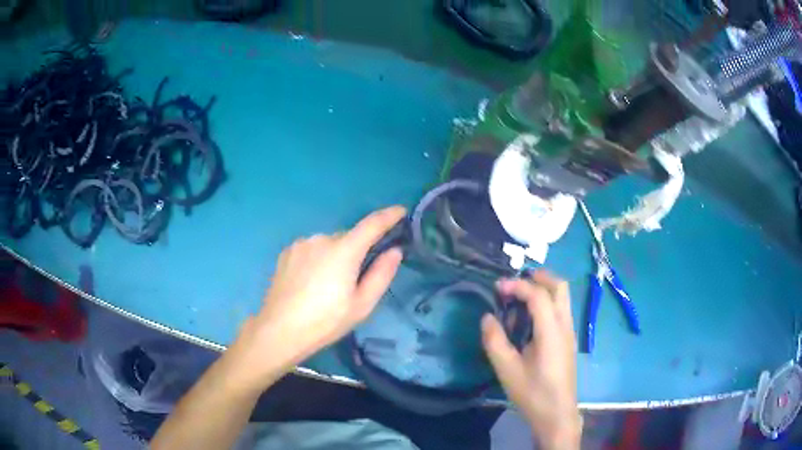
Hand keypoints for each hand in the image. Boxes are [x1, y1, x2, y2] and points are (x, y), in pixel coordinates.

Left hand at [228, 206, 405, 388]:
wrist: (280, 330)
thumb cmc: (326, 321)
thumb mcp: (362, 305)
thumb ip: (381, 274)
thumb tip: (395, 251)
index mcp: (344, 250)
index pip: (372, 224)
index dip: (389, 215)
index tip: (401, 211)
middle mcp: (322, 238)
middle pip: (349, 238)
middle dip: (357, 250)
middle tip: (356, 279)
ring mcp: (301, 244)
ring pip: (328, 244)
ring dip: (335, 256)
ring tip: (328, 286)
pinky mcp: (287, 252)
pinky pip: (311, 249)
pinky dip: (318, 259)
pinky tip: (310, 282)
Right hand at [481, 271, 580, 449]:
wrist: (557, 414)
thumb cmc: (532, 393)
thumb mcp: (507, 370)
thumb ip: (495, 341)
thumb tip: (487, 317)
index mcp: (551, 331)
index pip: (538, 295)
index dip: (518, 285)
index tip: (497, 287)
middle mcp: (565, 325)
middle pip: (560, 287)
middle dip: (539, 276)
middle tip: (515, 280)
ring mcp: (570, 332)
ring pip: (563, 297)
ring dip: (543, 288)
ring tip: (519, 298)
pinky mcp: (568, 340)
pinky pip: (561, 309)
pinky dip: (547, 302)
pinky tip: (529, 319)